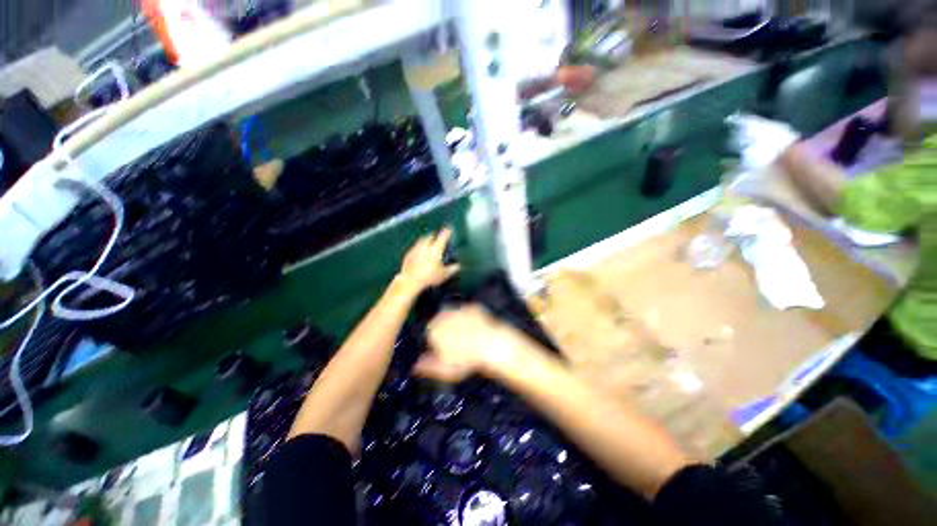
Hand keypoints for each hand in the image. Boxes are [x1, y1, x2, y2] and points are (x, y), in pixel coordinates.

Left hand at [397, 228, 459, 292]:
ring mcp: (415, 249)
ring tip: (428, 244)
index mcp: (436, 249)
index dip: (447, 232)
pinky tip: (419, 254)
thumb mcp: (443, 275)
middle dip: (434, 236)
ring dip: (425, 240)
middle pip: (430, 236)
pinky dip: (418, 248)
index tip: (449, 229)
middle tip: (437, 238)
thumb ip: (451, 269)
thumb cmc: (429, 277)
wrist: (410, 281)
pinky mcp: (408, 254)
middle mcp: (425, 246)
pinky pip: (415, 248)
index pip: (443, 237)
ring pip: (421, 240)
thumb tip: (457, 266)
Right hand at [414, 306, 510, 382]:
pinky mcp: (473, 306)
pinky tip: (477, 330)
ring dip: (457, 324)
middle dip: (446, 331)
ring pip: (454, 315)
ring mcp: (459, 308)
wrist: (491, 345)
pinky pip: (468, 312)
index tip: (446, 351)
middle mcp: (444, 314)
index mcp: (434, 328)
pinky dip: (470, 319)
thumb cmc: (466, 359)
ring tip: (468, 338)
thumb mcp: (445, 369)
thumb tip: (416, 366)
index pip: (430, 333)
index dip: (438, 343)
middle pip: (441, 322)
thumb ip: (429, 366)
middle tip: (458, 345)